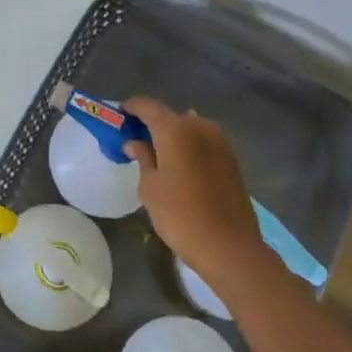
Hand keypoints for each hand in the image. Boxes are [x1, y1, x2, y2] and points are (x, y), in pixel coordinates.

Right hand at [124, 96, 263, 284]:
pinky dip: (189, 147)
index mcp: (174, 128)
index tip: (119, 116)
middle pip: (170, 116)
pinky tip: (181, 166)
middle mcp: (199, 126)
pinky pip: (203, 142)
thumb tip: (136, 143)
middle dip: (152, 124)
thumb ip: (143, 158)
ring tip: (159, 155)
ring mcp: (219, 141)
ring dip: (173, 136)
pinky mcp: (231, 159)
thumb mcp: (150, 187)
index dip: (131, 107)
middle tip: (136, 140)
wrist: (229, 246)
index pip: (147, 106)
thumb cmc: (180, 215)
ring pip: (189, 128)